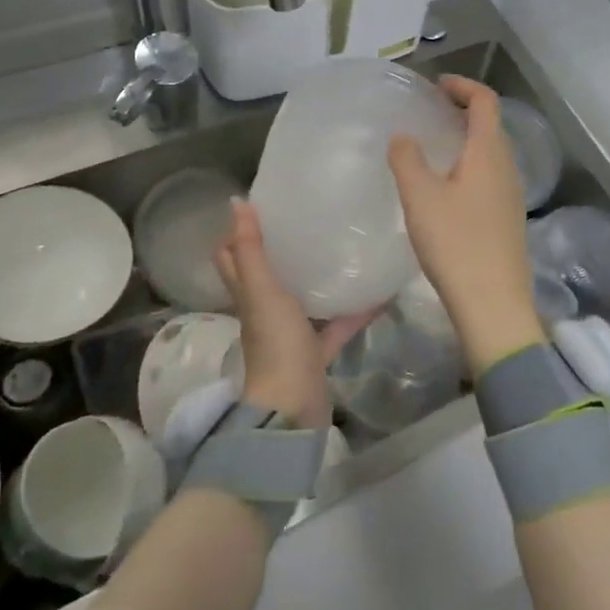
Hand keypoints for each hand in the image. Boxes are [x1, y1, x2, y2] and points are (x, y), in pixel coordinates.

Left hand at [215, 200, 372, 427]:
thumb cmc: (275, 342)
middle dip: (279, 249)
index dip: (237, 232)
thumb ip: (252, 248)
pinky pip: (336, 326)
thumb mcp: (262, 289)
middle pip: (266, 275)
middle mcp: (265, 311)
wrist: (293, 407)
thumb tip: (236, 202)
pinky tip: (377, 293)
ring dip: (315, 278)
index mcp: (248, 294)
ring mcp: (291, 334)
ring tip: (340, 247)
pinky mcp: (316, 353)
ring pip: (302, 299)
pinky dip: (353, 312)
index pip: (232, 257)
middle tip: (305, 219)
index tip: (260, 205)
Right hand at [387, 76, 545, 372]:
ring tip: (433, 147)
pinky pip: (490, 176)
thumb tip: (403, 136)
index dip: (463, 86)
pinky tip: (446, 188)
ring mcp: (511, 195)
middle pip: (491, 125)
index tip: (436, 85)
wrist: (493, 303)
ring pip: (490, 153)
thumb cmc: (456, 243)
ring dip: (466, 140)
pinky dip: (469, 165)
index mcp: (489, 152)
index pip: (485, 101)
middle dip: (463, 110)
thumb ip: (407, 159)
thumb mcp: (420, 197)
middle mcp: (507, 167)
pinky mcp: (508, 219)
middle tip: (430, 112)